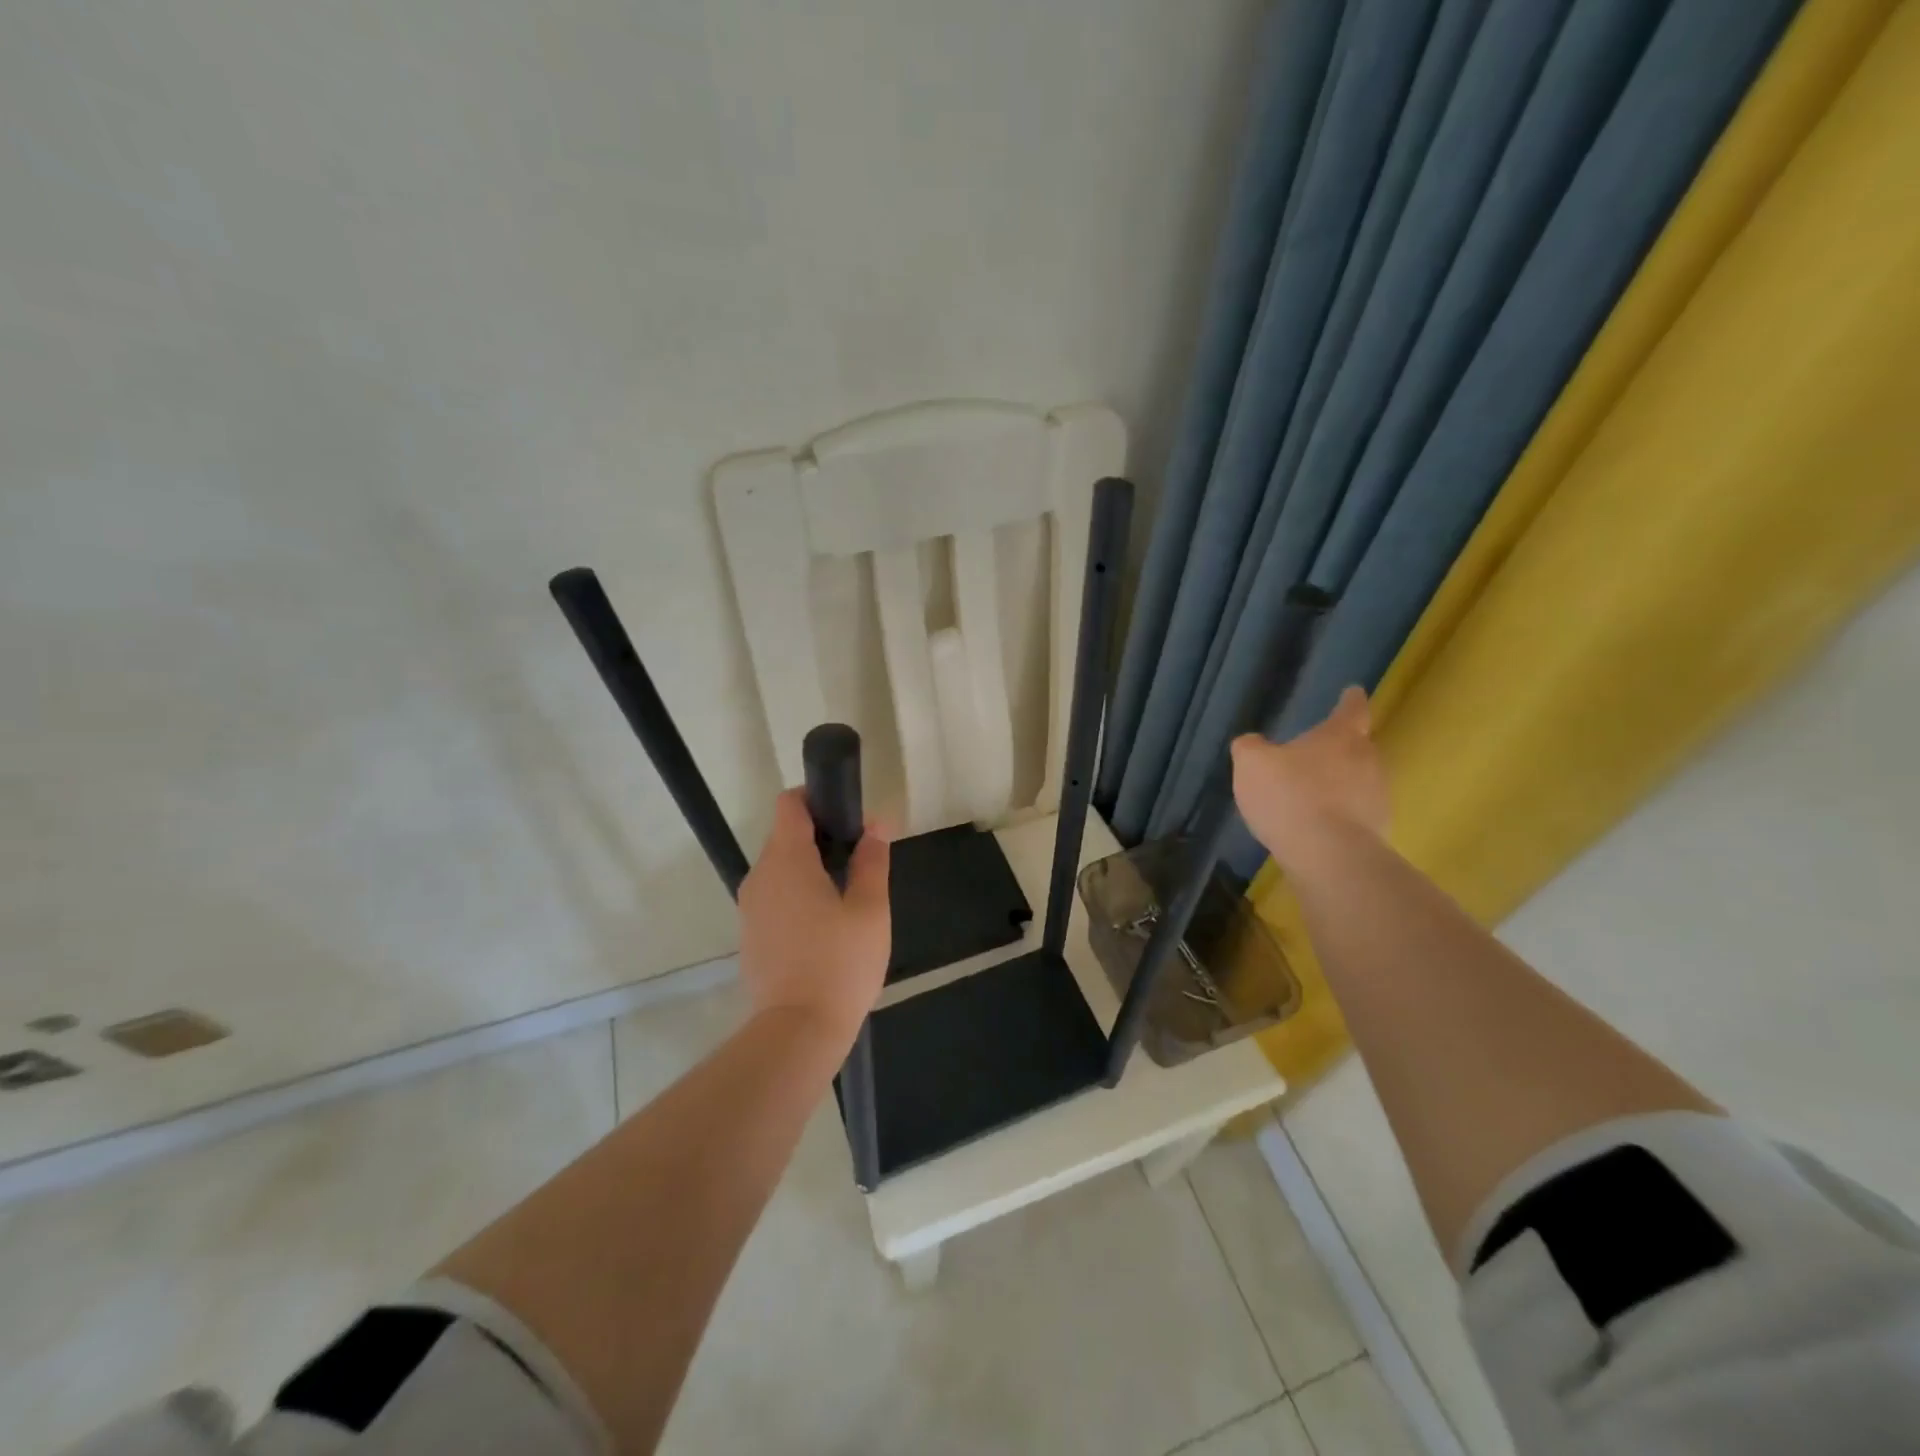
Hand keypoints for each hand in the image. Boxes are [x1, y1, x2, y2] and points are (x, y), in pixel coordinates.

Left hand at [737, 789, 890, 1045]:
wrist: (797, 1031)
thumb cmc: (840, 963)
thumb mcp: (870, 909)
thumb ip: (872, 860)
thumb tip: (876, 825)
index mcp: (787, 860)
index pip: (789, 804)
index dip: (817, 798)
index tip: (847, 814)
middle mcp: (760, 875)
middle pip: (785, 835)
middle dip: (821, 837)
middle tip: (860, 859)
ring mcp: (750, 907)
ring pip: (780, 868)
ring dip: (809, 868)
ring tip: (846, 894)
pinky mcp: (750, 934)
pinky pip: (774, 897)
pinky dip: (797, 895)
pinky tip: (825, 925)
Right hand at [1232, 685, 1388, 866]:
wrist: (1328, 855)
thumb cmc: (1289, 796)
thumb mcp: (1251, 764)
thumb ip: (1250, 747)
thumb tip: (1252, 743)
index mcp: (1340, 736)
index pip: (1351, 709)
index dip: (1350, 700)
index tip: (1353, 692)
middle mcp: (1367, 761)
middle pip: (1358, 746)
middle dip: (1341, 747)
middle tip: (1317, 752)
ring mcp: (1377, 797)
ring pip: (1359, 781)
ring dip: (1339, 783)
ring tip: (1311, 795)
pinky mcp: (1377, 831)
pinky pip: (1355, 813)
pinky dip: (1339, 814)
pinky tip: (1316, 825)